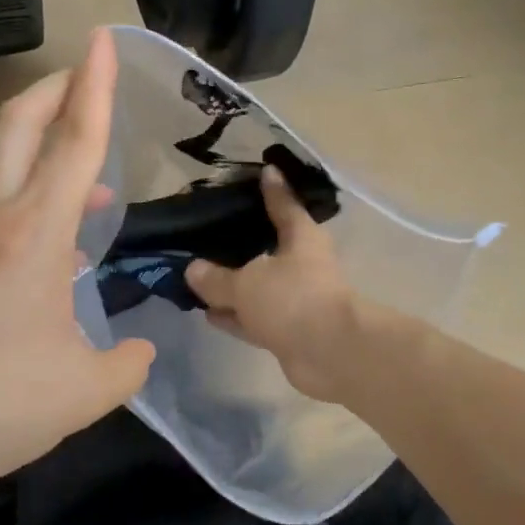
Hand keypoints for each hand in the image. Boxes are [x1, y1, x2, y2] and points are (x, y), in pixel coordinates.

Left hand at [0, 29, 154, 502]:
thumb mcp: (88, 390)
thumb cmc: (0, 403)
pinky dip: (33, 198)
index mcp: (35, 235)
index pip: (74, 141)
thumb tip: (137, 350)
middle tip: (88, 75)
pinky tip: (61, 245)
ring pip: (3, 163)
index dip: (94, 86)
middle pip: (18, 125)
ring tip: (94, 177)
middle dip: (55, 89)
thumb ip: (127, 362)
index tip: (103, 40)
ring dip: (46, 146)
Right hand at [185, 167, 362, 402]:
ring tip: (199, 277)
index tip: (265, 171)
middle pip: (268, 248)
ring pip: (258, 287)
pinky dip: (235, 316)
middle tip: (209, 232)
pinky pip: (255, 317)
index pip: (284, 205)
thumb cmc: (293, 299)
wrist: (331, 353)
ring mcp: (296, 300)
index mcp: (301, 238)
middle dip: (242, 243)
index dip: (273, 190)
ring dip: (233, 287)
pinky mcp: (289, 331)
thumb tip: (193, 269)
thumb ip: (217, 278)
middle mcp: (302, 265)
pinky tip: (209, 314)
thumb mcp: (247, 283)